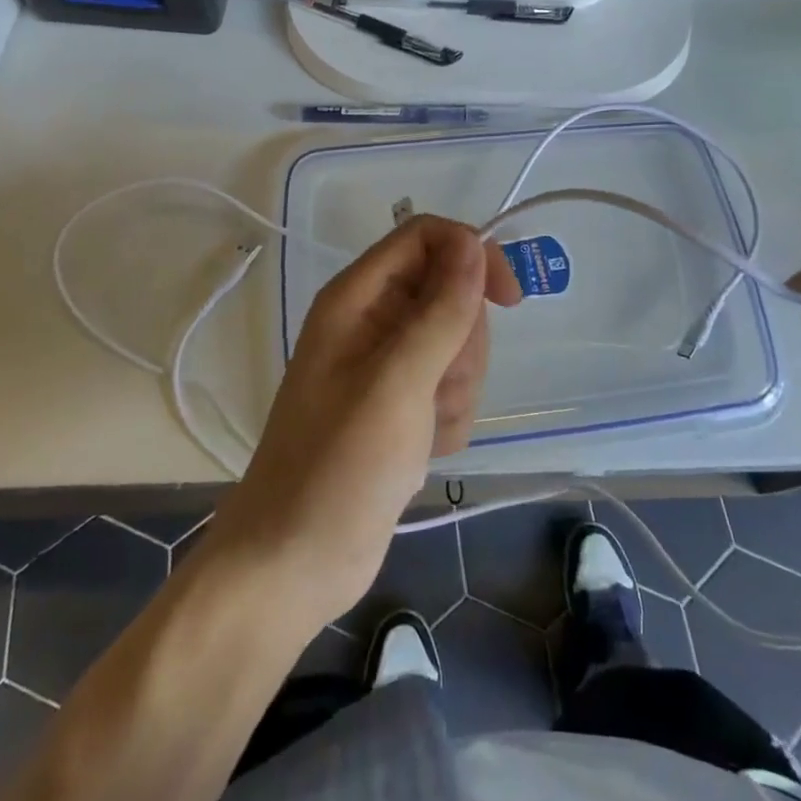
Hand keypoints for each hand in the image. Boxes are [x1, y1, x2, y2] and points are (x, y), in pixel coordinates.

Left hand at [203, 215, 520, 627]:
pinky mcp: (402, 404)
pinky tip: (425, 449)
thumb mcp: (397, 382)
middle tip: (439, 386)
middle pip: (450, 291)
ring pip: (457, 341)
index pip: (426, 237)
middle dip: (462, 340)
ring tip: (426, 426)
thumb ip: (441, 311)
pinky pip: (452, 385)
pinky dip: (450, 416)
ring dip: (458, 385)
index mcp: (359, 296)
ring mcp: (388, 364)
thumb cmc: (337, 466)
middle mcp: (373, 319)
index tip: (507, 298)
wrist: (293, 563)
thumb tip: (473, 243)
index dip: (470, 253)